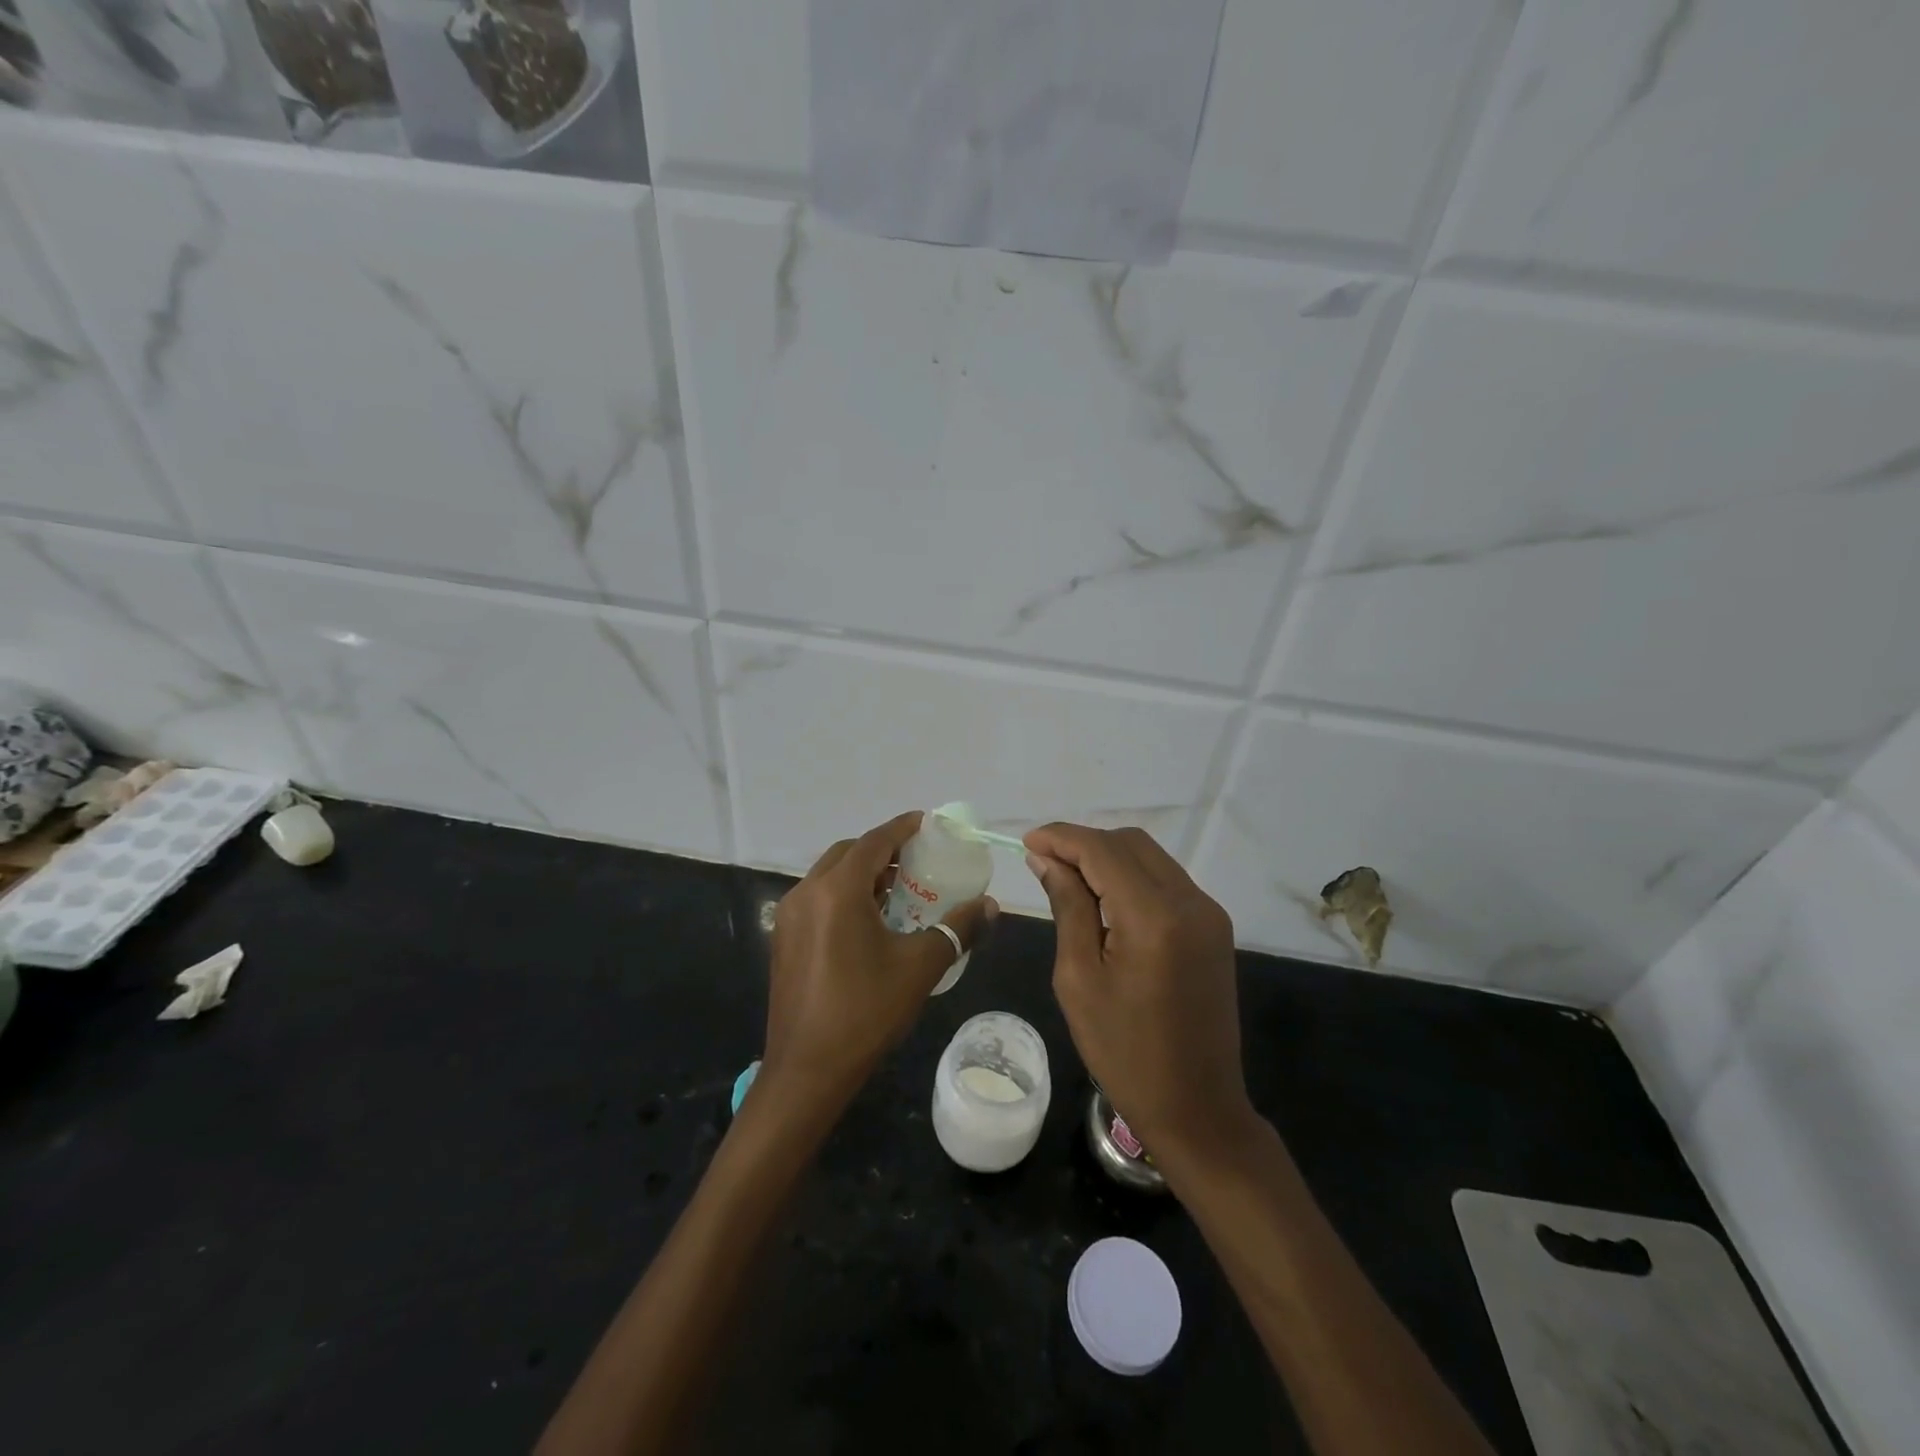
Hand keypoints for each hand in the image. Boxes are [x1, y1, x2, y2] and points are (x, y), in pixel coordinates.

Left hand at [762, 811, 996, 1120]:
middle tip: (916, 860)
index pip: (873, 842)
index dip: (902, 828)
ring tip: (898, 889)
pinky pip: (817, 899)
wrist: (806, 1072)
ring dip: (862, 873)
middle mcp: (806, 893)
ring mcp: (789, 917)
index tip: (926, 823)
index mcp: (837, 891)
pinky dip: (844, 894)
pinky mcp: (783, 939)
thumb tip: (991, 906)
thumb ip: (958, 929)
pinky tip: (869, 921)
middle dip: (881, 850)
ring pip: (829, 876)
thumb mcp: (919, 967)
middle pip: (847, 853)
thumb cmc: (865, 1012)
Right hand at [1025, 824, 1255, 1171]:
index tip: (1026, 841)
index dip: (1061, 837)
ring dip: (1108, 858)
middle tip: (1044, 863)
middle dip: (1084, 843)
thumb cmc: (1125, 1053)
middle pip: (1130, 843)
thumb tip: (1047, 860)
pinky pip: (1166, 881)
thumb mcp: (1079, 979)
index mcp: (1154, 917)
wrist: (1198, 1108)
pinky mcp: (1214, 928)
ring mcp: (1209, 914)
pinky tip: (1104, 899)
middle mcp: (1190, 902)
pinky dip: (1131, 877)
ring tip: (1068, 879)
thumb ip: (1068, 907)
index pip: (1103, 850)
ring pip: (1150, 857)